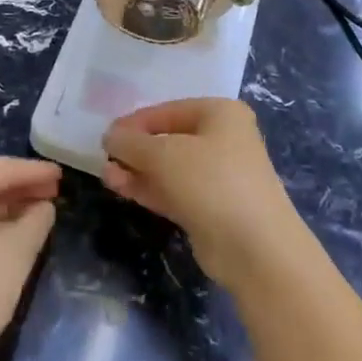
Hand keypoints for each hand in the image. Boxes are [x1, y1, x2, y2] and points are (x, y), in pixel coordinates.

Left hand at [0, 156, 59, 360]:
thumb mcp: (16, 253)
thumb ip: (36, 221)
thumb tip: (43, 207)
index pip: (2, 168)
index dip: (35, 172)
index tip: (62, 175)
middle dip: (19, 187)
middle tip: (53, 192)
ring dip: (3, 205)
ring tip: (37, 211)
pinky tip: (8, 230)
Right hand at [103, 99, 310, 290]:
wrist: (256, 249)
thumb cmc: (212, 182)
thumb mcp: (163, 155)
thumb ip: (131, 142)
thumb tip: (110, 136)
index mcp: (220, 114)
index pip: (167, 111)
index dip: (135, 122)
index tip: (107, 135)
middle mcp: (223, 140)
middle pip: (169, 138)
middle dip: (136, 148)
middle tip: (104, 156)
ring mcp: (219, 176)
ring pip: (169, 167)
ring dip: (138, 170)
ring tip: (106, 174)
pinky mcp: (211, 208)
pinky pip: (174, 190)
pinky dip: (149, 188)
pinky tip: (120, 187)